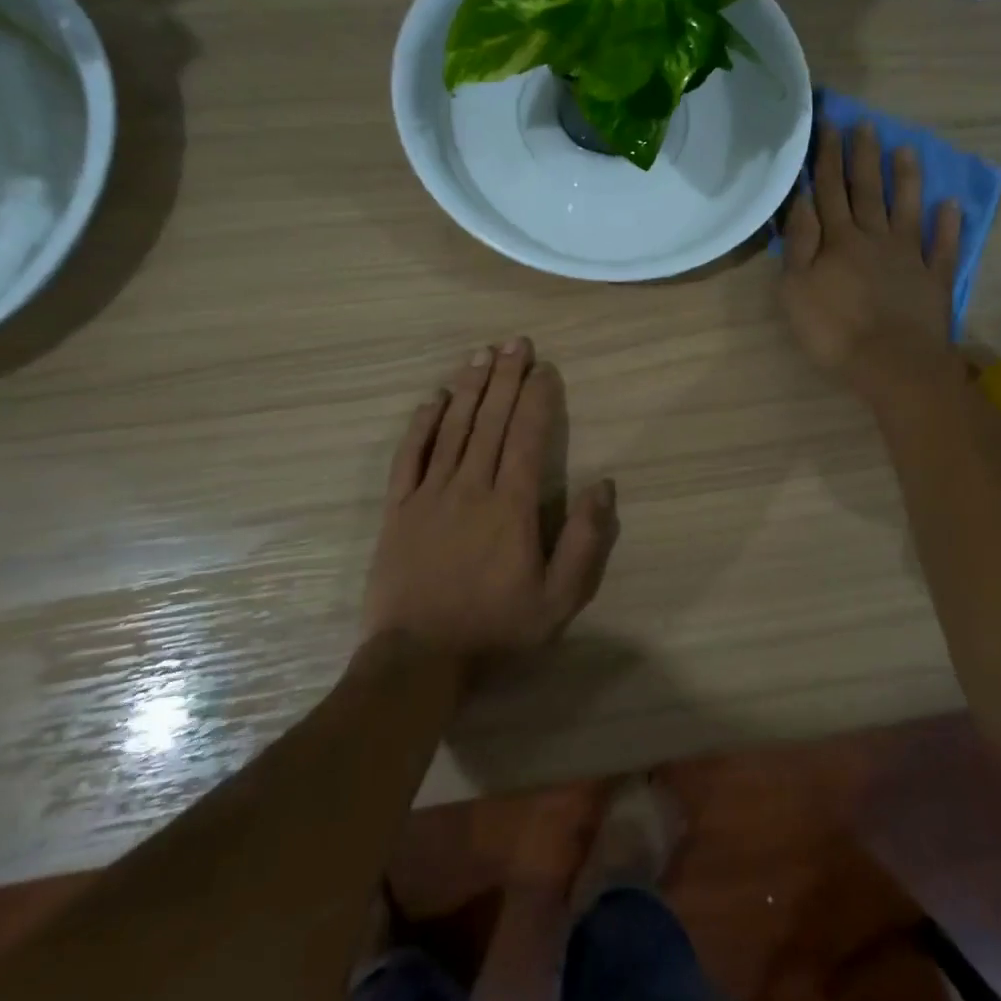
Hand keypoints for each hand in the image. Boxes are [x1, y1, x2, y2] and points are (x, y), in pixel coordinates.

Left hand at [363, 339, 618, 661]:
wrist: (418, 658)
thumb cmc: (496, 628)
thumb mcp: (559, 599)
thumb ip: (585, 541)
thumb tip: (603, 484)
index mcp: (510, 506)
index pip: (526, 437)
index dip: (536, 399)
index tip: (544, 368)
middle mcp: (470, 487)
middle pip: (490, 421)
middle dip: (505, 378)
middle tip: (515, 342)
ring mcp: (429, 494)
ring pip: (452, 428)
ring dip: (468, 388)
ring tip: (480, 354)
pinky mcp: (398, 508)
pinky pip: (409, 455)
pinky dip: (422, 423)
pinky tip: (433, 398)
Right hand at [779, 121, 962, 399]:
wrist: (892, 364)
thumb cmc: (834, 331)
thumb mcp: (796, 289)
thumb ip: (799, 243)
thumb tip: (803, 201)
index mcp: (839, 241)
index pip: (829, 190)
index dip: (828, 157)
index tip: (828, 125)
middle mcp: (875, 238)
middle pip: (867, 191)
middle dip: (863, 156)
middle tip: (865, 124)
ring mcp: (909, 257)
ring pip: (907, 209)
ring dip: (906, 179)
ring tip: (906, 149)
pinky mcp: (934, 279)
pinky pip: (943, 246)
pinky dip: (948, 225)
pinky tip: (951, 205)